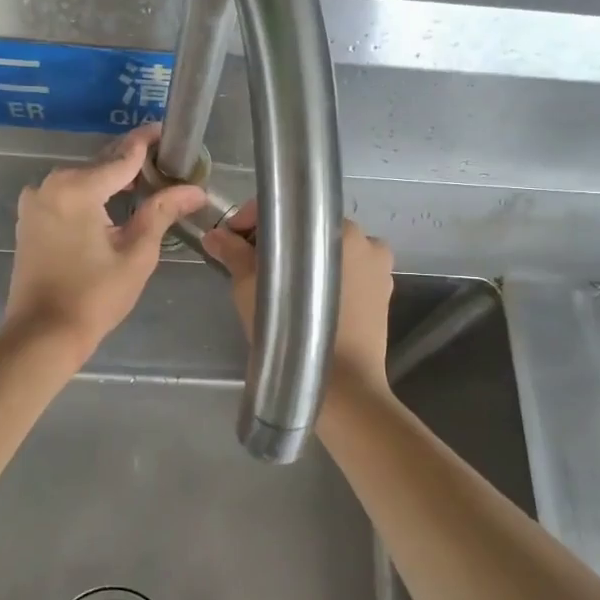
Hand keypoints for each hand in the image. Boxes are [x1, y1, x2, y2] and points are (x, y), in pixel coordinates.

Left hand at [3, 125, 206, 363]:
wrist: (43, 334)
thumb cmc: (95, 297)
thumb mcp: (137, 254)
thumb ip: (162, 212)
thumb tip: (195, 190)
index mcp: (77, 188)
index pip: (122, 157)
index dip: (147, 143)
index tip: (167, 132)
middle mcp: (50, 184)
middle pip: (100, 165)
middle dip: (131, 164)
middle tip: (164, 165)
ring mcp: (35, 201)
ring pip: (82, 181)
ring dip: (110, 182)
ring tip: (145, 186)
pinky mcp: (30, 219)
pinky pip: (66, 196)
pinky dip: (90, 197)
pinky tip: (112, 207)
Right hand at [202, 205, 395, 395]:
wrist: (343, 388)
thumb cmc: (294, 332)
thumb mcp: (251, 290)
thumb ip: (234, 254)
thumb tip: (215, 235)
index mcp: (335, 228)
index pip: (285, 212)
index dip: (250, 222)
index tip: (229, 241)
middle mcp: (364, 239)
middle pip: (308, 231)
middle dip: (278, 244)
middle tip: (250, 266)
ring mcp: (379, 268)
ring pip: (328, 253)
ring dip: (304, 261)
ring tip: (278, 286)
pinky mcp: (384, 294)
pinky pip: (349, 276)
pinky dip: (327, 281)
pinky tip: (308, 302)